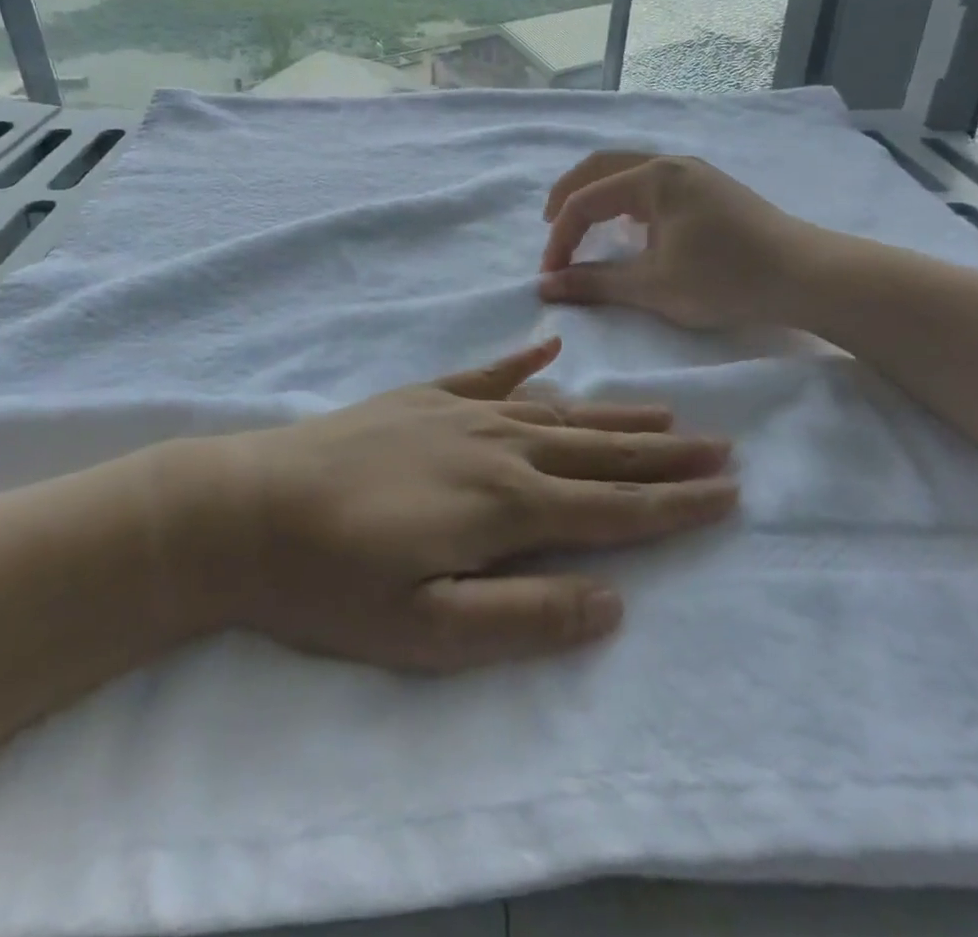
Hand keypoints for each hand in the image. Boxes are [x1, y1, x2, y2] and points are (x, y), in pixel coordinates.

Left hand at [202, 338, 735, 672]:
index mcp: (505, 507)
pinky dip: (522, 361)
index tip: (729, 493)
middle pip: (597, 452)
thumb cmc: (333, 583)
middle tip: (720, 446)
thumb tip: (612, 602)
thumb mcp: (425, 631)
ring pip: (556, 411)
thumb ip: (522, 616)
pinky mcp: (420, 397)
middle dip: (663, 454)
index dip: (674, 506)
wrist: (248, 509)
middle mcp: (496, 448)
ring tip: (663, 409)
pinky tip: (548, 347)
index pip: (612, 509)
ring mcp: (457, 414)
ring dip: (612, 413)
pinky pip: (487, 374)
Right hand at [539, 151, 832, 332]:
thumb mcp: (652, 286)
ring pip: (627, 169)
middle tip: (549, 226)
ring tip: (582, 223)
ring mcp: (693, 172)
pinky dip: (624, 197)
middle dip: (568, 195)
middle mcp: (670, 163)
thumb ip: (594, 283)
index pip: (586, 200)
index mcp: (653, 177)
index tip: (551, 275)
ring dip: (596, 193)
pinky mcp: (709, 188)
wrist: (806, 276)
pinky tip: (628, 224)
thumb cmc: (725, 278)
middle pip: (600, 166)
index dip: (560, 237)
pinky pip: (650, 181)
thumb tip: (545, 287)